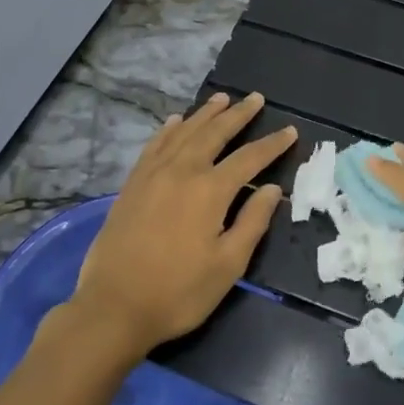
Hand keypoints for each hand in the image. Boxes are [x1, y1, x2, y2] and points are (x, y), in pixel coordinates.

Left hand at [68, 92, 296, 360]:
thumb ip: (252, 222)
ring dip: (206, 113)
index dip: (272, 144)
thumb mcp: (227, 266)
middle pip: (215, 133)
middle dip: (238, 114)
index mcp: (210, 191)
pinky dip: (169, 129)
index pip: (249, 158)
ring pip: (184, 132)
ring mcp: (153, 174)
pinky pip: (155, 144)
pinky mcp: (132, 183)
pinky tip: (176, 121)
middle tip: (256, 98)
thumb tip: (271, 188)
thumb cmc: (178, 292)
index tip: (290, 130)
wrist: (113, 307)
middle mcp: (182, 171)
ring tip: (223, 98)